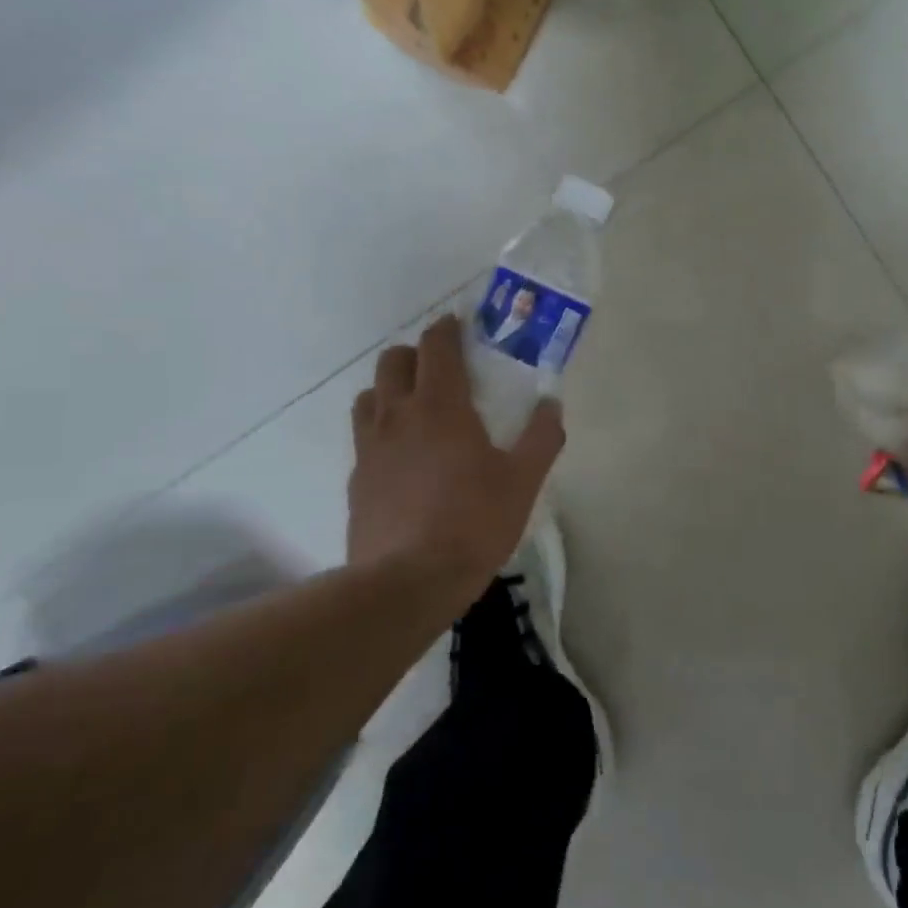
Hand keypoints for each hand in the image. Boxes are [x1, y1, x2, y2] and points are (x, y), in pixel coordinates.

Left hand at [347, 315, 564, 591]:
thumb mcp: (523, 481)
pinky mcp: (356, 479)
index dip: (447, 329)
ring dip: (392, 388)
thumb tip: (551, 404)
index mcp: (441, 406)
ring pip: (370, 396)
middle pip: (393, 361)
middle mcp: (398, 416)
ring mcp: (370, 448)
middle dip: (416, 354)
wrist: (406, 582)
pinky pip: (364, 437)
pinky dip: (382, 429)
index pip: (437, 347)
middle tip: (443, 370)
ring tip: (417, 409)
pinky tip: (402, 457)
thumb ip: (542, 437)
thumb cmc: (473, 522)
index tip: (460, 325)